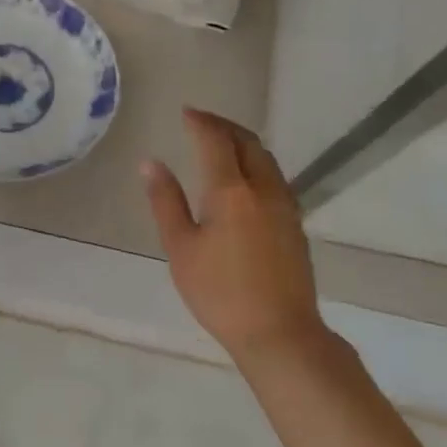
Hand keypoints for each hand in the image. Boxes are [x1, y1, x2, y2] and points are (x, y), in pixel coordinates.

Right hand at [142, 108, 324, 362]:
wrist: (279, 333)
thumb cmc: (219, 292)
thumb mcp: (180, 248)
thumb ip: (166, 201)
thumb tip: (150, 163)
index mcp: (230, 191)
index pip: (216, 141)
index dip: (201, 122)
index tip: (186, 112)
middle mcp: (263, 189)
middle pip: (248, 142)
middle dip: (224, 126)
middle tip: (201, 122)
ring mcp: (285, 206)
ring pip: (266, 158)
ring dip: (243, 142)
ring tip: (221, 143)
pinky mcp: (295, 224)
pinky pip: (275, 177)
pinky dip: (256, 163)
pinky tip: (244, 178)